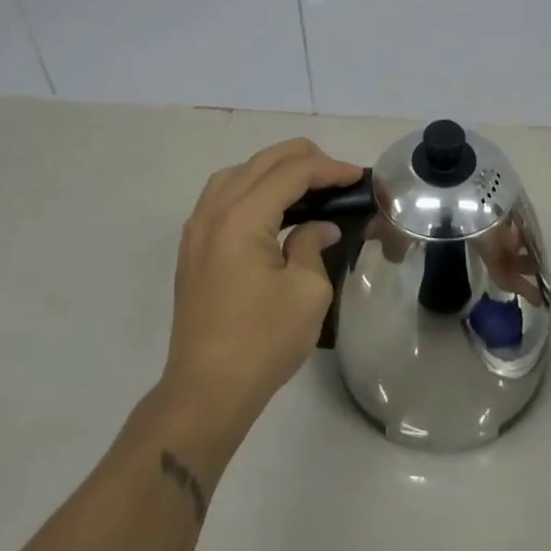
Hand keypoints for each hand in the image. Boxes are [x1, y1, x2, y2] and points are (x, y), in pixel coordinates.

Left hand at [162, 138, 362, 430]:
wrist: (206, 391)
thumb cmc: (263, 341)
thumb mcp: (307, 291)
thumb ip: (313, 245)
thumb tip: (320, 227)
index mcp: (243, 218)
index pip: (292, 173)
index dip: (329, 169)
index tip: (357, 177)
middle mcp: (215, 212)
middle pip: (261, 163)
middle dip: (303, 159)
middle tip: (337, 175)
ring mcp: (197, 229)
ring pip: (236, 174)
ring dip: (272, 170)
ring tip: (305, 183)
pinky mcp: (192, 248)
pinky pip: (220, 196)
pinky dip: (249, 187)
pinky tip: (270, 206)